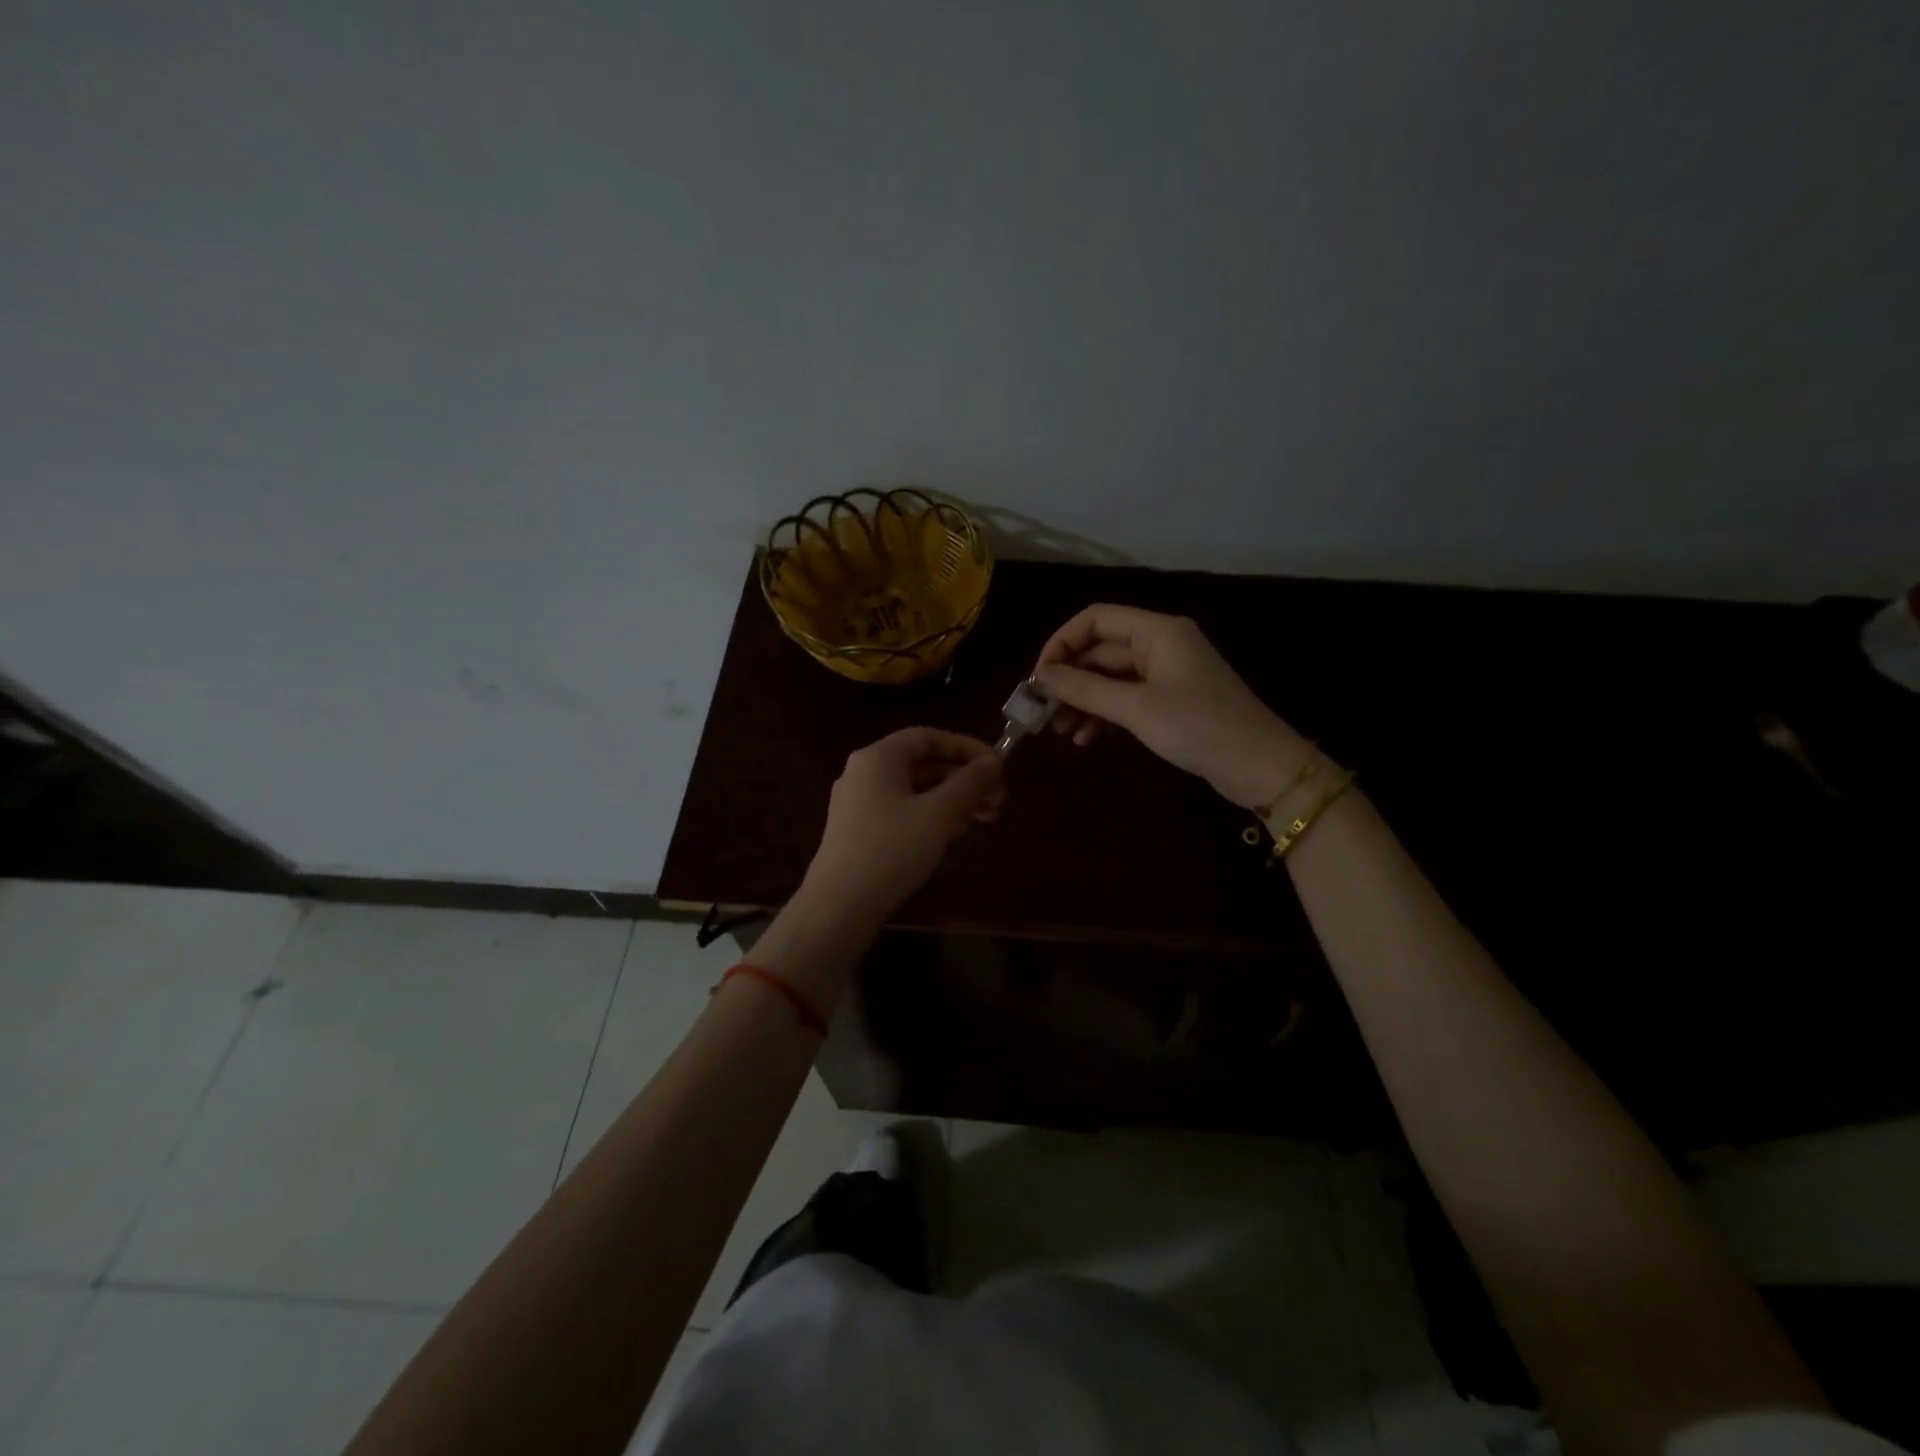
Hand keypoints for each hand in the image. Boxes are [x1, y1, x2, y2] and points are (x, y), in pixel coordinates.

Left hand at [802, 727, 1005, 918]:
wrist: (838, 906)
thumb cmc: (891, 850)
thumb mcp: (939, 814)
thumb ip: (969, 783)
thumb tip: (993, 762)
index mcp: (878, 758)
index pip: (928, 737)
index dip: (966, 747)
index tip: (997, 767)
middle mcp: (864, 773)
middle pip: (923, 764)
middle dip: (964, 779)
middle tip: (999, 799)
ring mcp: (858, 803)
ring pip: (915, 790)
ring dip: (952, 800)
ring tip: (984, 820)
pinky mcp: (858, 831)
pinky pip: (902, 811)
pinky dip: (931, 816)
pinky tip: (954, 836)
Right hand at [1033, 604, 1311, 809]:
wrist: (1260, 766)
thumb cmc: (1199, 727)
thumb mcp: (1136, 708)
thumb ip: (1085, 689)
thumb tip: (1040, 677)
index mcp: (1158, 631)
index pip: (1096, 619)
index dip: (1061, 642)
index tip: (1039, 677)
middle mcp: (1161, 644)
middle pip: (1101, 650)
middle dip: (1069, 678)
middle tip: (1041, 710)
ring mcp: (1167, 674)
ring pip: (1111, 678)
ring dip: (1083, 700)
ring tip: (1059, 731)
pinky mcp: (1171, 701)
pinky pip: (1126, 699)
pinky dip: (1104, 715)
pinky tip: (1086, 739)